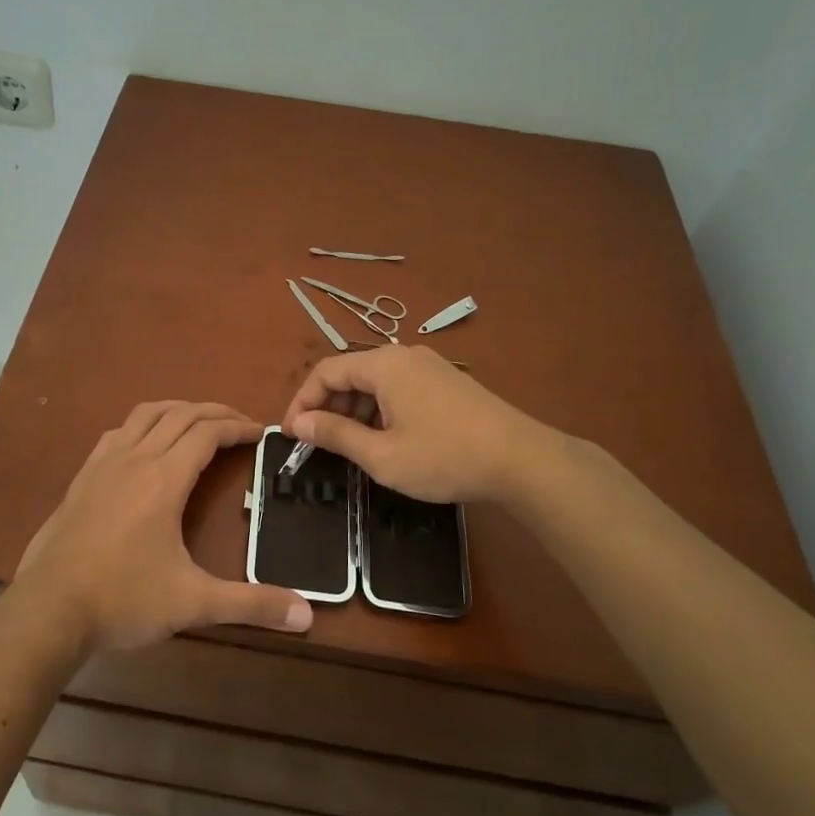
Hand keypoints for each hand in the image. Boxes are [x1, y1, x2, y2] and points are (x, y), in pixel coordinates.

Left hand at [15, 401, 313, 652]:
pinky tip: (143, 445)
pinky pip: (118, 433)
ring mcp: (103, 464)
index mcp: (164, 479)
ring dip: (177, 410)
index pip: (207, 433)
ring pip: (145, 415)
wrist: (48, 609)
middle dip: (214, 412)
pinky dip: (142, 425)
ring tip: (197, 422)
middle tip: (239, 424)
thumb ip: (250, 604)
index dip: (237, 426)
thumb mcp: (193, 603)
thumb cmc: (123, 599)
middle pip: (180, 415)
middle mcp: (135, 459)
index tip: (261, 432)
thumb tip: (306, 616)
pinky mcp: (82, 478)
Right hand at [281, 345, 547, 503]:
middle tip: (319, 443)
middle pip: (350, 373)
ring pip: (376, 382)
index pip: (326, 371)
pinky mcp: (447, 381)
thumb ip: (335, 435)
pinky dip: (381, 409)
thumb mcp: (381, 455)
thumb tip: (299, 423)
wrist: (521, 460)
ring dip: (355, 410)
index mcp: (383, 365)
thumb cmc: (444, 457)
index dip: (302, 402)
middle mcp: (404, 355)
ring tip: (351, 447)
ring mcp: (429, 366)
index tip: (292, 435)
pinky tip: (387, 439)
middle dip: (328, 406)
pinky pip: (399, 388)